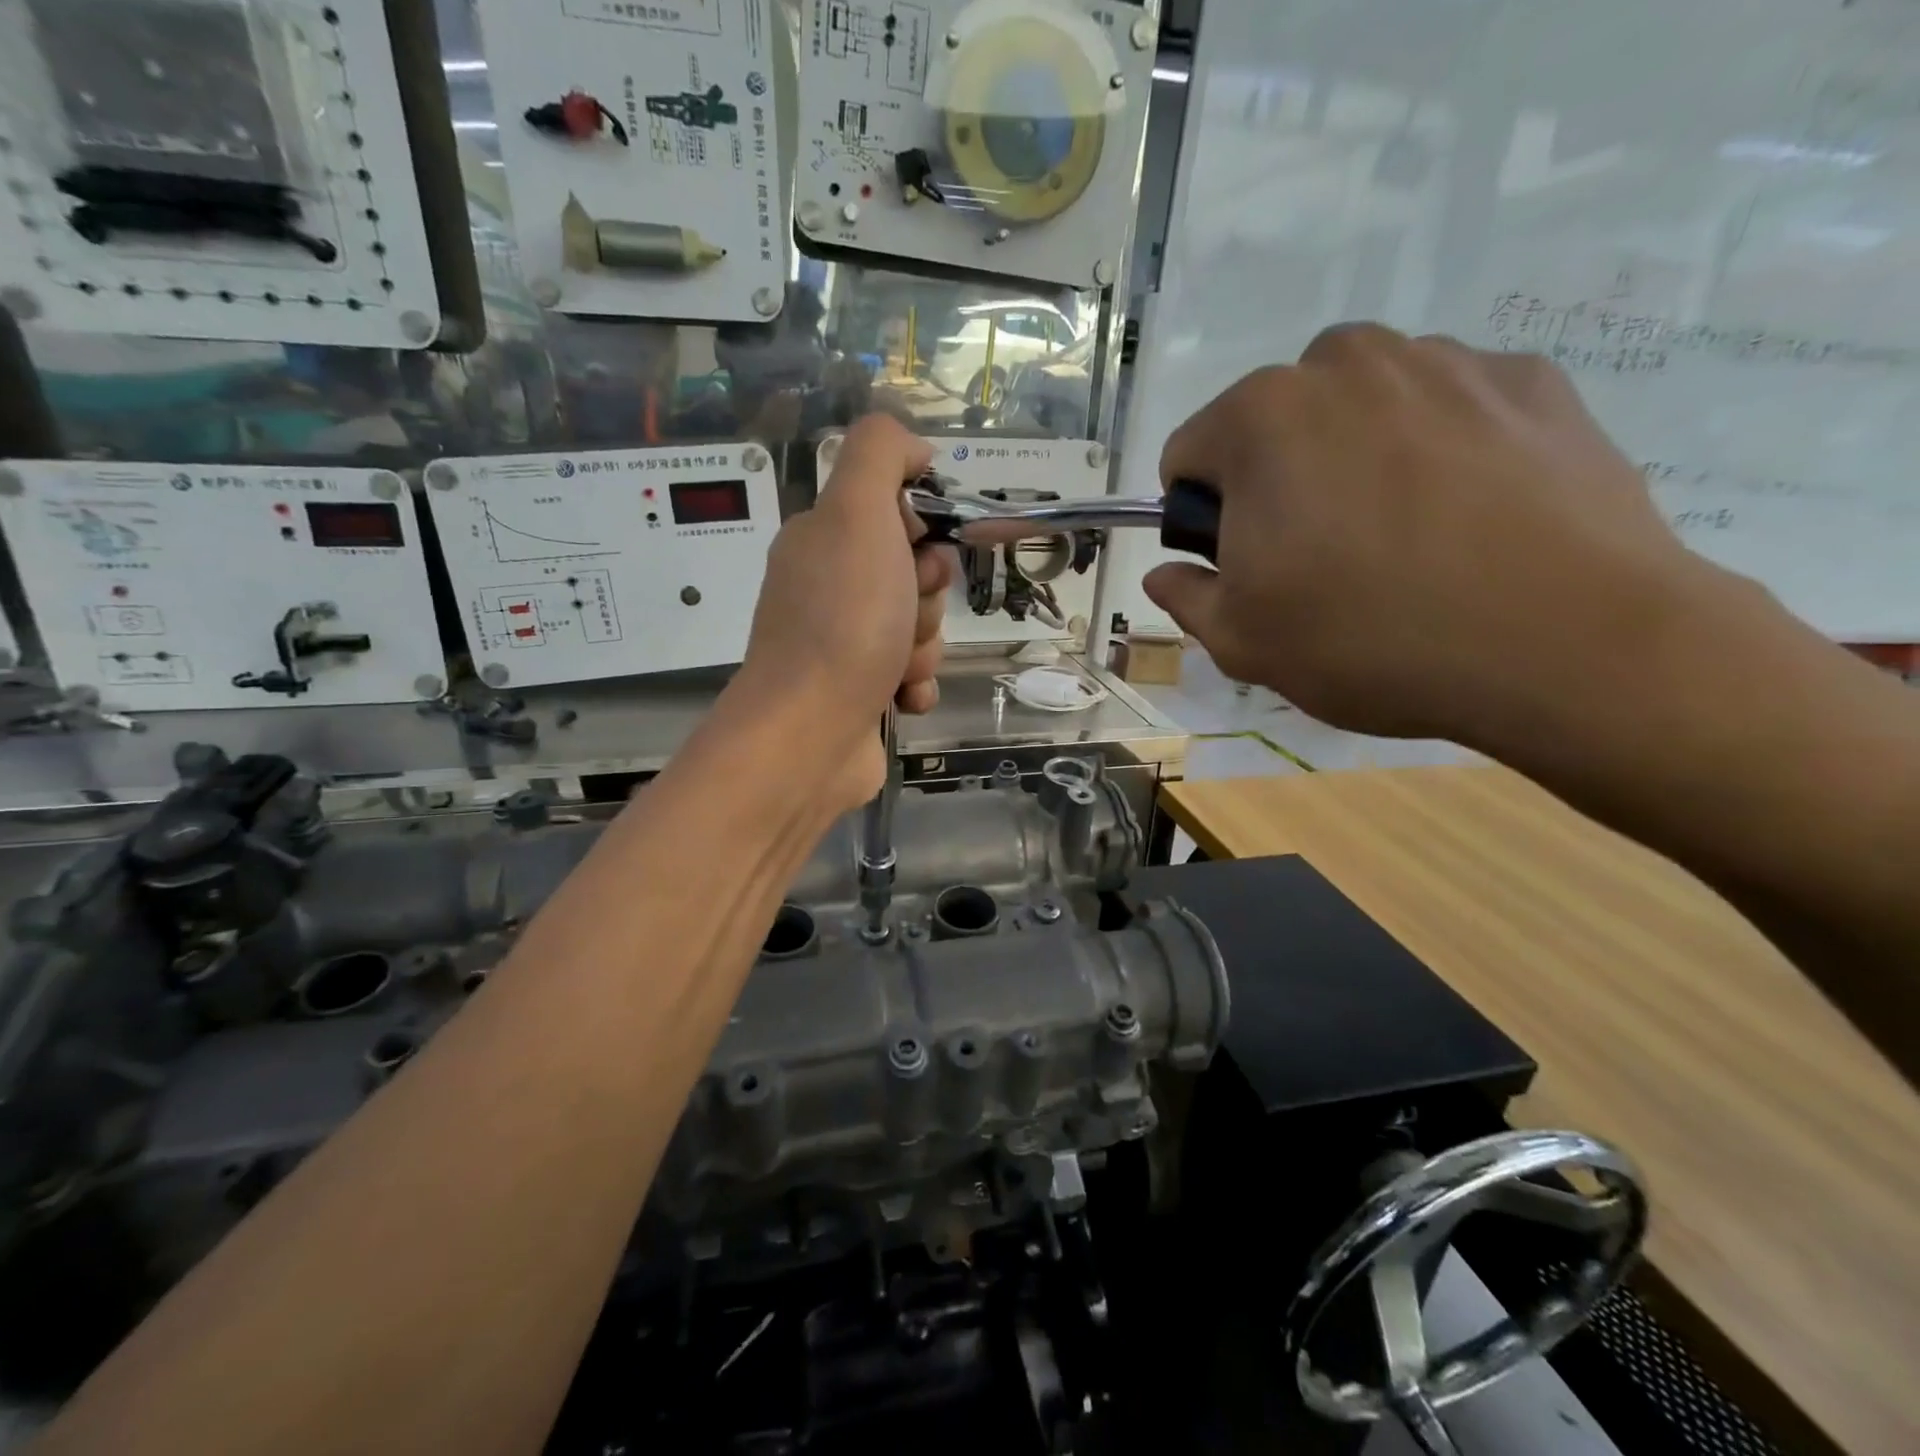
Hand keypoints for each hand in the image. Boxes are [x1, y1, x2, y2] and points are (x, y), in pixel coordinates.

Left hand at [735, 414, 952, 809]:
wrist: (811, 734)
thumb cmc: (843, 621)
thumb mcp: (858, 513)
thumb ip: (880, 455)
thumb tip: (913, 447)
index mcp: (823, 542)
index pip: (894, 516)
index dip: (920, 534)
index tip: (917, 554)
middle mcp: (828, 590)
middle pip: (913, 578)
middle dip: (925, 600)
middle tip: (904, 617)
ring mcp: (841, 647)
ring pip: (917, 631)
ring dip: (923, 649)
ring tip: (896, 669)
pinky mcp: (858, 695)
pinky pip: (910, 678)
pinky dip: (915, 688)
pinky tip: (899, 701)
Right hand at [1144, 323, 1709, 745]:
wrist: (1568, 644)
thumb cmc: (1370, 640)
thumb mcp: (1243, 643)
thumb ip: (1185, 598)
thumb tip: (1164, 574)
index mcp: (1260, 417)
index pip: (1188, 455)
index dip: (1201, 518)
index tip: (1242, 566)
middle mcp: (1346, 363)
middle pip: (1274, 423)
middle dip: (1277, 480)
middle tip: (1320, 558)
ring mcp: (1446, 361)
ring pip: (1359, 409)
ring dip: (1354, 459)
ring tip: (1400, 541)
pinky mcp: (1530, 379)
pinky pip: (1446, 409)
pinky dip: (1437, 452)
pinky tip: (1468, 520)